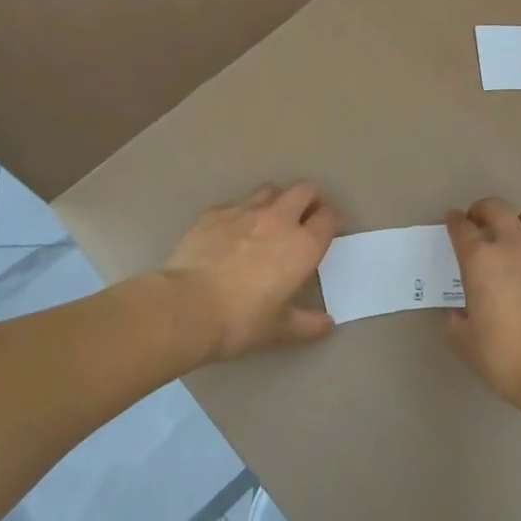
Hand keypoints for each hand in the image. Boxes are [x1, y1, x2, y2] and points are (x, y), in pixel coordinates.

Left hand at [160, 182, 342, 361]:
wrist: (186, 307)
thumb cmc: (241, 321)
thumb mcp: (279, 330)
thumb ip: (307, 324)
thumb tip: (327, 324)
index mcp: (302, 245)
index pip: (329, 217)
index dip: (333, 220)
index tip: (330, 229)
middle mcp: (279, 219)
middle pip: (305, 190)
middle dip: (311, 199)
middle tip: (306, 217)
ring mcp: (244, 211)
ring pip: (270, 190)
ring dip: (277, 201)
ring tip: (270, 220)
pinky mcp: (214, 213)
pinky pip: (235, 204)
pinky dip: (241, 213)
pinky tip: (231, 233)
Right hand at [445, 197, 520, 408]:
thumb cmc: (506, 357)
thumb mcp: (466, 344)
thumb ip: (458, 323)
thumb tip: (460, 315)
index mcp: (481, 260)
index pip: (462, 228)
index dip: (454, 221)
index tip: (452, 220)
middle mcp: (514, 246)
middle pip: (497, 208)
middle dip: (483, 209)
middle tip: (479, 222)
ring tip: (517, 236)